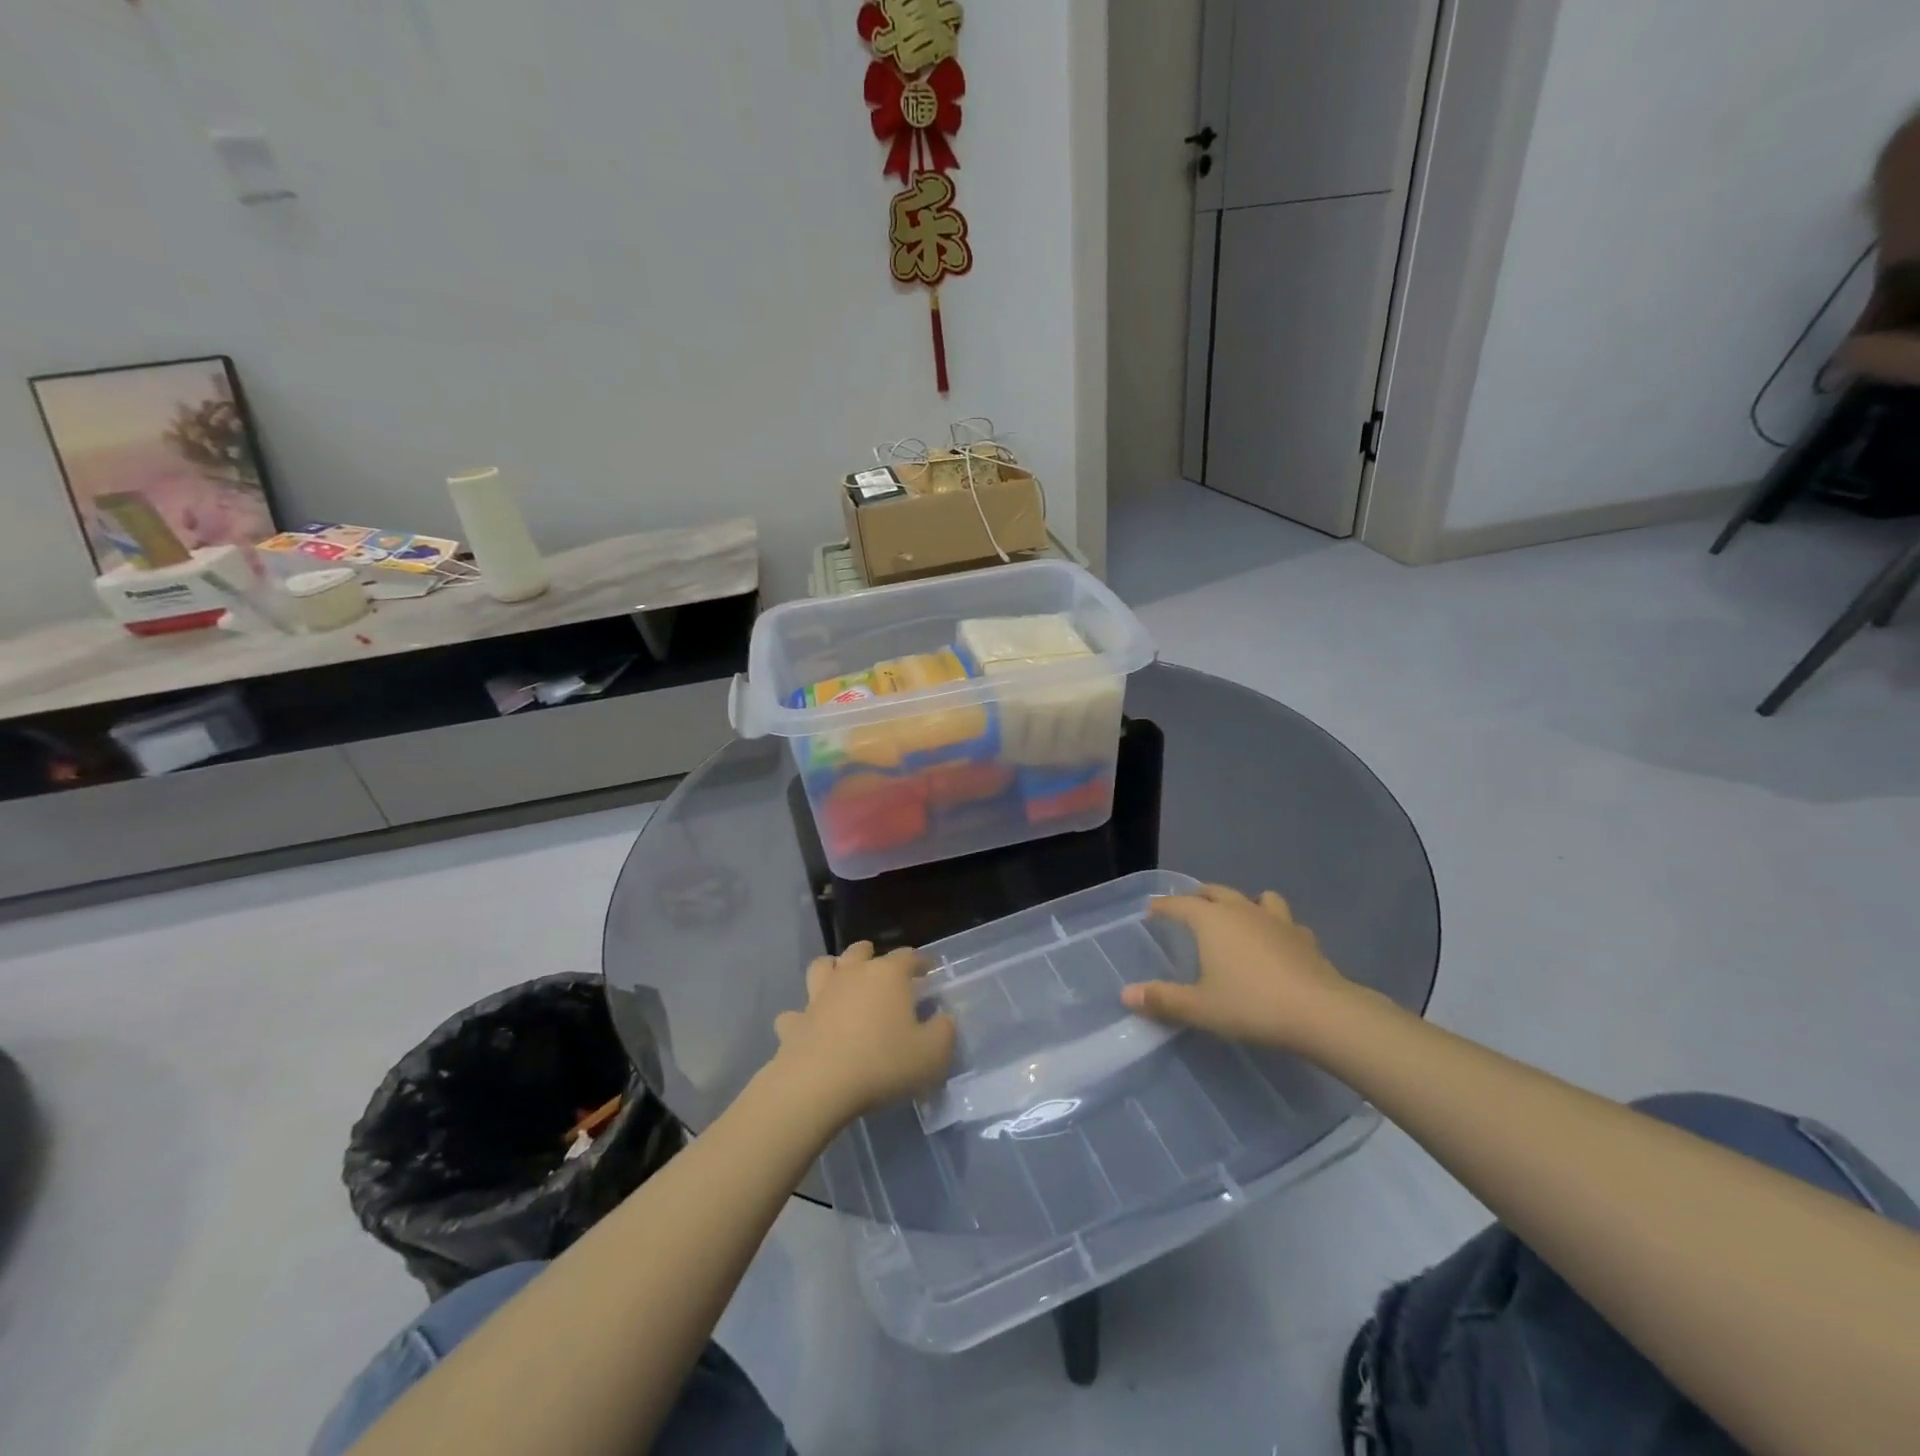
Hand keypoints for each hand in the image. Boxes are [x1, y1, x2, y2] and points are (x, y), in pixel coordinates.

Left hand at [773, 942, 956, 1122]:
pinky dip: (801, 1018)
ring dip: (831, 970)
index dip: (920, 961)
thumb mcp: (932, 1054)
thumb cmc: (882, 1064)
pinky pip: (795, 1014)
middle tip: (880, 966)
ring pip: (822, 968)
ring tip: (839, 981)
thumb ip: (944, 1032)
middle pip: (860, 951)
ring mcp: (818, 997)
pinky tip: (807, 1027)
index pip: (908, 956)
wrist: (818, 1085)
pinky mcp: (794, 1023)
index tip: (928, 969)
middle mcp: (851, 976)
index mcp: (888, 976)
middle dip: (871, 954)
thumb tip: (943, 1019)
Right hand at [1120, 885, 1352, 1052]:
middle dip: (1197, 897)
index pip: (1179, 904)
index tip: (1151, 910)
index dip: (1163, 906)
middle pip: (1214, 892)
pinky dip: (1274, 925)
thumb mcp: (1200, 1008)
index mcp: (1211, 921)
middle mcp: (1241, 911)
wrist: (1322, 1014)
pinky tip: (1275, 942)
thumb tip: (1126, 995)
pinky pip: (1284, 921)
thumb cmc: (1252, 1006)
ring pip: (1254, 898)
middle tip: (1187, 909)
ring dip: (1241, 903)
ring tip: (1236, 918)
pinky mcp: (1304, 937)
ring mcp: (1276, 920)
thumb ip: (1163, 1000)